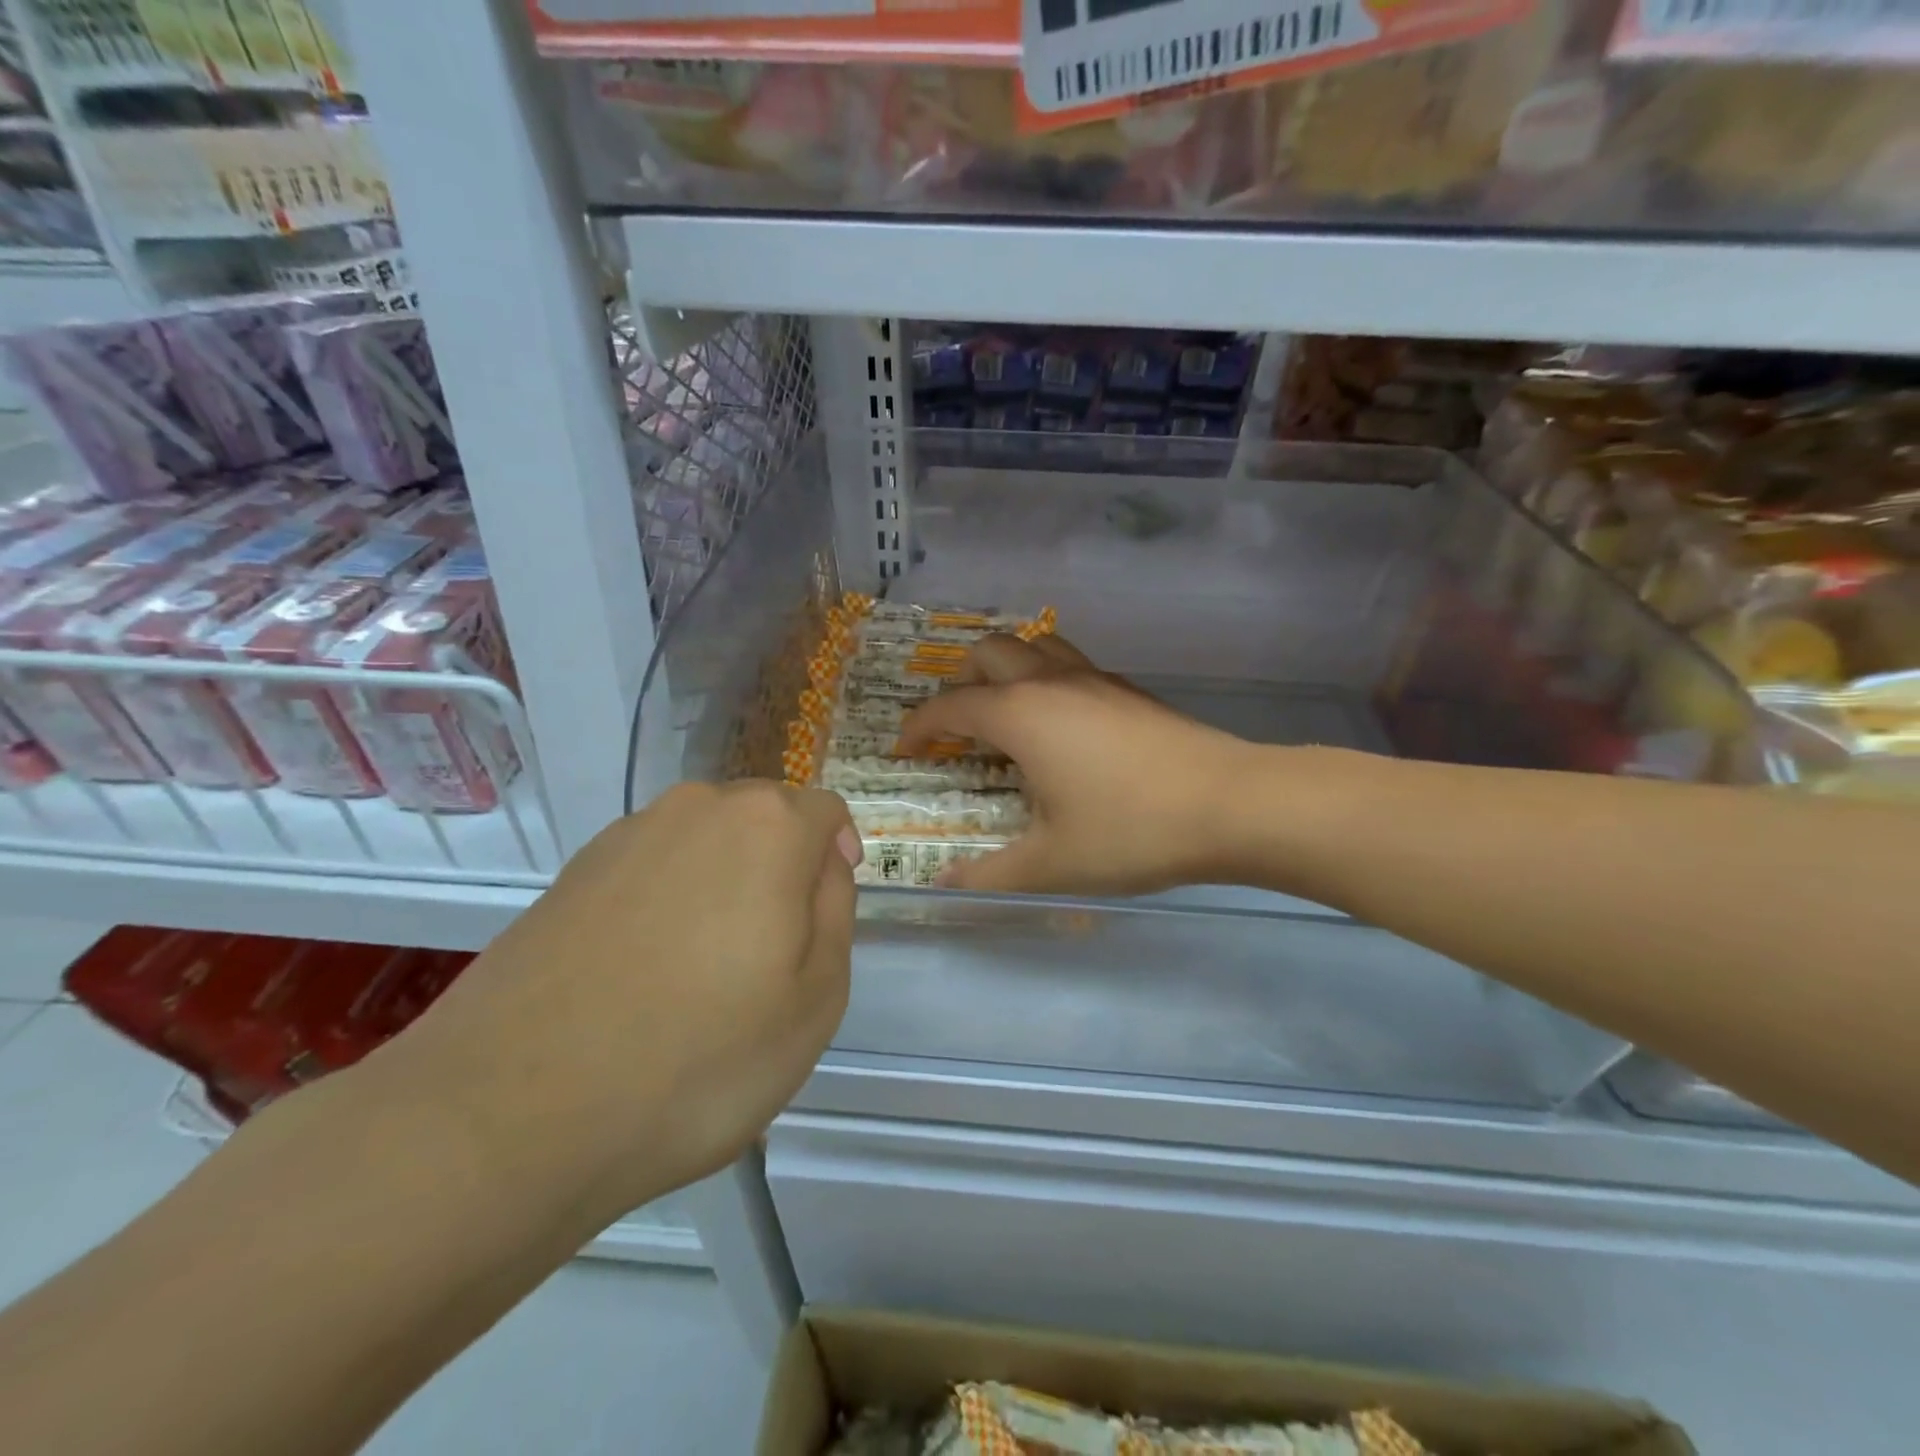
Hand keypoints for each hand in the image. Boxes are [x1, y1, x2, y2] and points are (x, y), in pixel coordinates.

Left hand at [379, 782, 859, 1228]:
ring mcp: (624, 838)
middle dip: (780, 869)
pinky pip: (648, 871)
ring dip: (721, 887)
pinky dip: (665, 904)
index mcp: (766, 828)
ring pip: (704, 845)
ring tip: (703, 974)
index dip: (837, 854)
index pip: (823, 811)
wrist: (507, 1117)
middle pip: (762, 821)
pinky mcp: (570, 875)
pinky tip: (643, 977)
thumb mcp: (816, 999)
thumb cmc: (697, 1060)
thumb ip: (834, 912)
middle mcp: (695, 810)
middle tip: (770, 955)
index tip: (824, 912)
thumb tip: (822, 867)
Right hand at [895, 634, 1253, 895]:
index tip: (905, 750)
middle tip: (957, 726)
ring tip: (1004, 713)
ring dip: (1006, 668)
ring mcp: (1095, 679)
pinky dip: (1045, 678)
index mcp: (1020, 714)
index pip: (950, 706)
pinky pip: (1070, 664)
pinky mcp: (1129, 689)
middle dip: (959, 682)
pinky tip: (1062, 725)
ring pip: (1034, 646)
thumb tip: (942, 886)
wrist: (1234, 804)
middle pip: (988, 652)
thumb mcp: (1051, 864)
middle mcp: (1051, 682)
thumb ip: (988, 875)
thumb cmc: (1131, 831)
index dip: (918, 726)